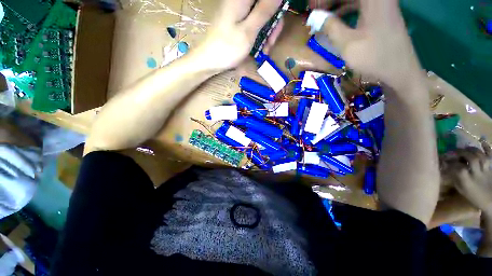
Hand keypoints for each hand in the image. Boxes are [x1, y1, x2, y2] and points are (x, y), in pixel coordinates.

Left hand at [191, 0, 283, 72]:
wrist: (209, 60)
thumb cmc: (228, 48)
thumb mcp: (249, 31)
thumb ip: (264, 10)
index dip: (277, 7)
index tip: (278, 22)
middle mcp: (241, 1)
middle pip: (266, 5)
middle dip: (273, 23)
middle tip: (271, 42)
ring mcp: (239, 11)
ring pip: (261, 15)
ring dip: (267, 32)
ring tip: (265, 49)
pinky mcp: (237, 21)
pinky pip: (254, 23)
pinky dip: (259, 35)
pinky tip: (260, 48)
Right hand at [312, 0, 423, 90]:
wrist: (400, 70)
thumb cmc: (374, 57)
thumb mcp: (348, 44)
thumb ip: (330, 28)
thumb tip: (315, 17)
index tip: (312, 8)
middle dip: (329, 2)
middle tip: (315, 12)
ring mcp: (381, 3)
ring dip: (337, 5)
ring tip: (322, 17)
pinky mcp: (381, 12)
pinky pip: (360, 4)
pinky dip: (346, 9)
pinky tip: (336, 19)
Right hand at [448, 141, 491, 212]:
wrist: (491, 201)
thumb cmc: (474, 197)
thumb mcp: (462, 190)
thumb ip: (456, 178)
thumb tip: (448, 168)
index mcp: (468, 182)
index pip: (458, 168)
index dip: (450, 163)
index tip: (444, 160)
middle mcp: (477, 174)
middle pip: (472, 159)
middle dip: (463, 153)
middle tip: (456, 151)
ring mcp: (486, 170)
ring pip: (481, 156)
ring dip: (472, 150)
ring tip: (466, 148)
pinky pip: (490, 156)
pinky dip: (487, 148)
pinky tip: (482, 142)